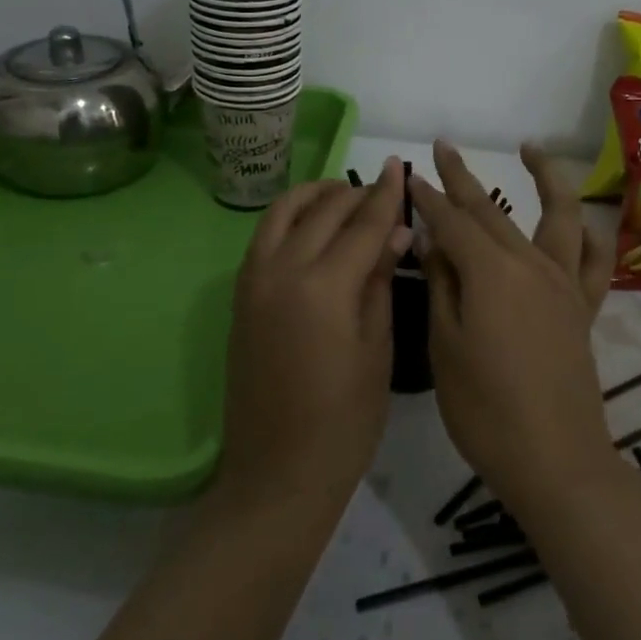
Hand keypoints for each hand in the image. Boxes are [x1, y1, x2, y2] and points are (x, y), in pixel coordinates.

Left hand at [217, 157, 410, 506]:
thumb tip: (396, 232)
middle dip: (356, 193)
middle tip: (383, 189)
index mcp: (323, 287)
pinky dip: (290, 218)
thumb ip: (380, 282)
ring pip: (284, 213)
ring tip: (343, 196)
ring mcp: (253, 281)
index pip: (362, 224)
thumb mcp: (377, 348)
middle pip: (323, 211)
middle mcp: (282, 271)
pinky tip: (311, 226)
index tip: (400, 166)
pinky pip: (265, 237)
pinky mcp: (240, 296)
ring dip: (315, 196)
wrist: (277, 473)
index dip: (385, 194)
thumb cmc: (344, 421)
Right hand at [412, 142, 615, 514]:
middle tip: (443, 148)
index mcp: (490, 271)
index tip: (408, 176)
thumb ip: (440, 284)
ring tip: (531, 149)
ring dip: (545, 177)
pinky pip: (595, 262)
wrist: (555, 461)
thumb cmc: (485, 409)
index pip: (451, 221)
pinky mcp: (583, 308)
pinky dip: (591, 236)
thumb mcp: (445, 345)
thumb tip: (429, 239)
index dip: (427, 198)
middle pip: (491, 210)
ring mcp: (563, 284)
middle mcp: (531, 264)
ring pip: (557, 215)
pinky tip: (583, 223)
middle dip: (462, 178)